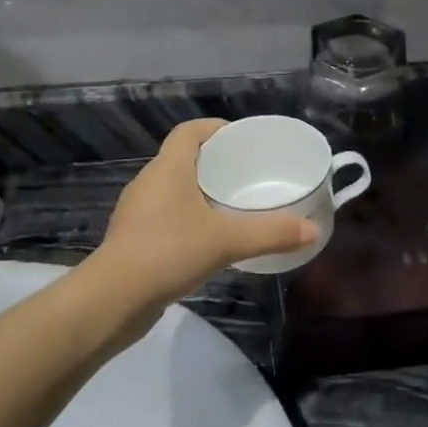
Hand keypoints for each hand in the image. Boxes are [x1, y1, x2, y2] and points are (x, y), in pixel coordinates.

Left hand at [93, 119, 316, 307]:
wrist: (114, 298)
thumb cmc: (169, 251)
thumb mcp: (227, 240)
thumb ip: (272, 233)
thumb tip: (313, 230)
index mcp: (168, 168)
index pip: (189, 132)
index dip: (215, 128)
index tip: (242, 139)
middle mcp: (149, 182)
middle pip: (183, 159)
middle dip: (215, 163)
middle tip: (248, 175)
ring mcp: (137, 212)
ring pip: (174, 190)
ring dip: (200, 193)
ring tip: (233, 207)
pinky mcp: (134, 239)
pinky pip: (166, 217)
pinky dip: (188, 219)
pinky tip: (208, 241)